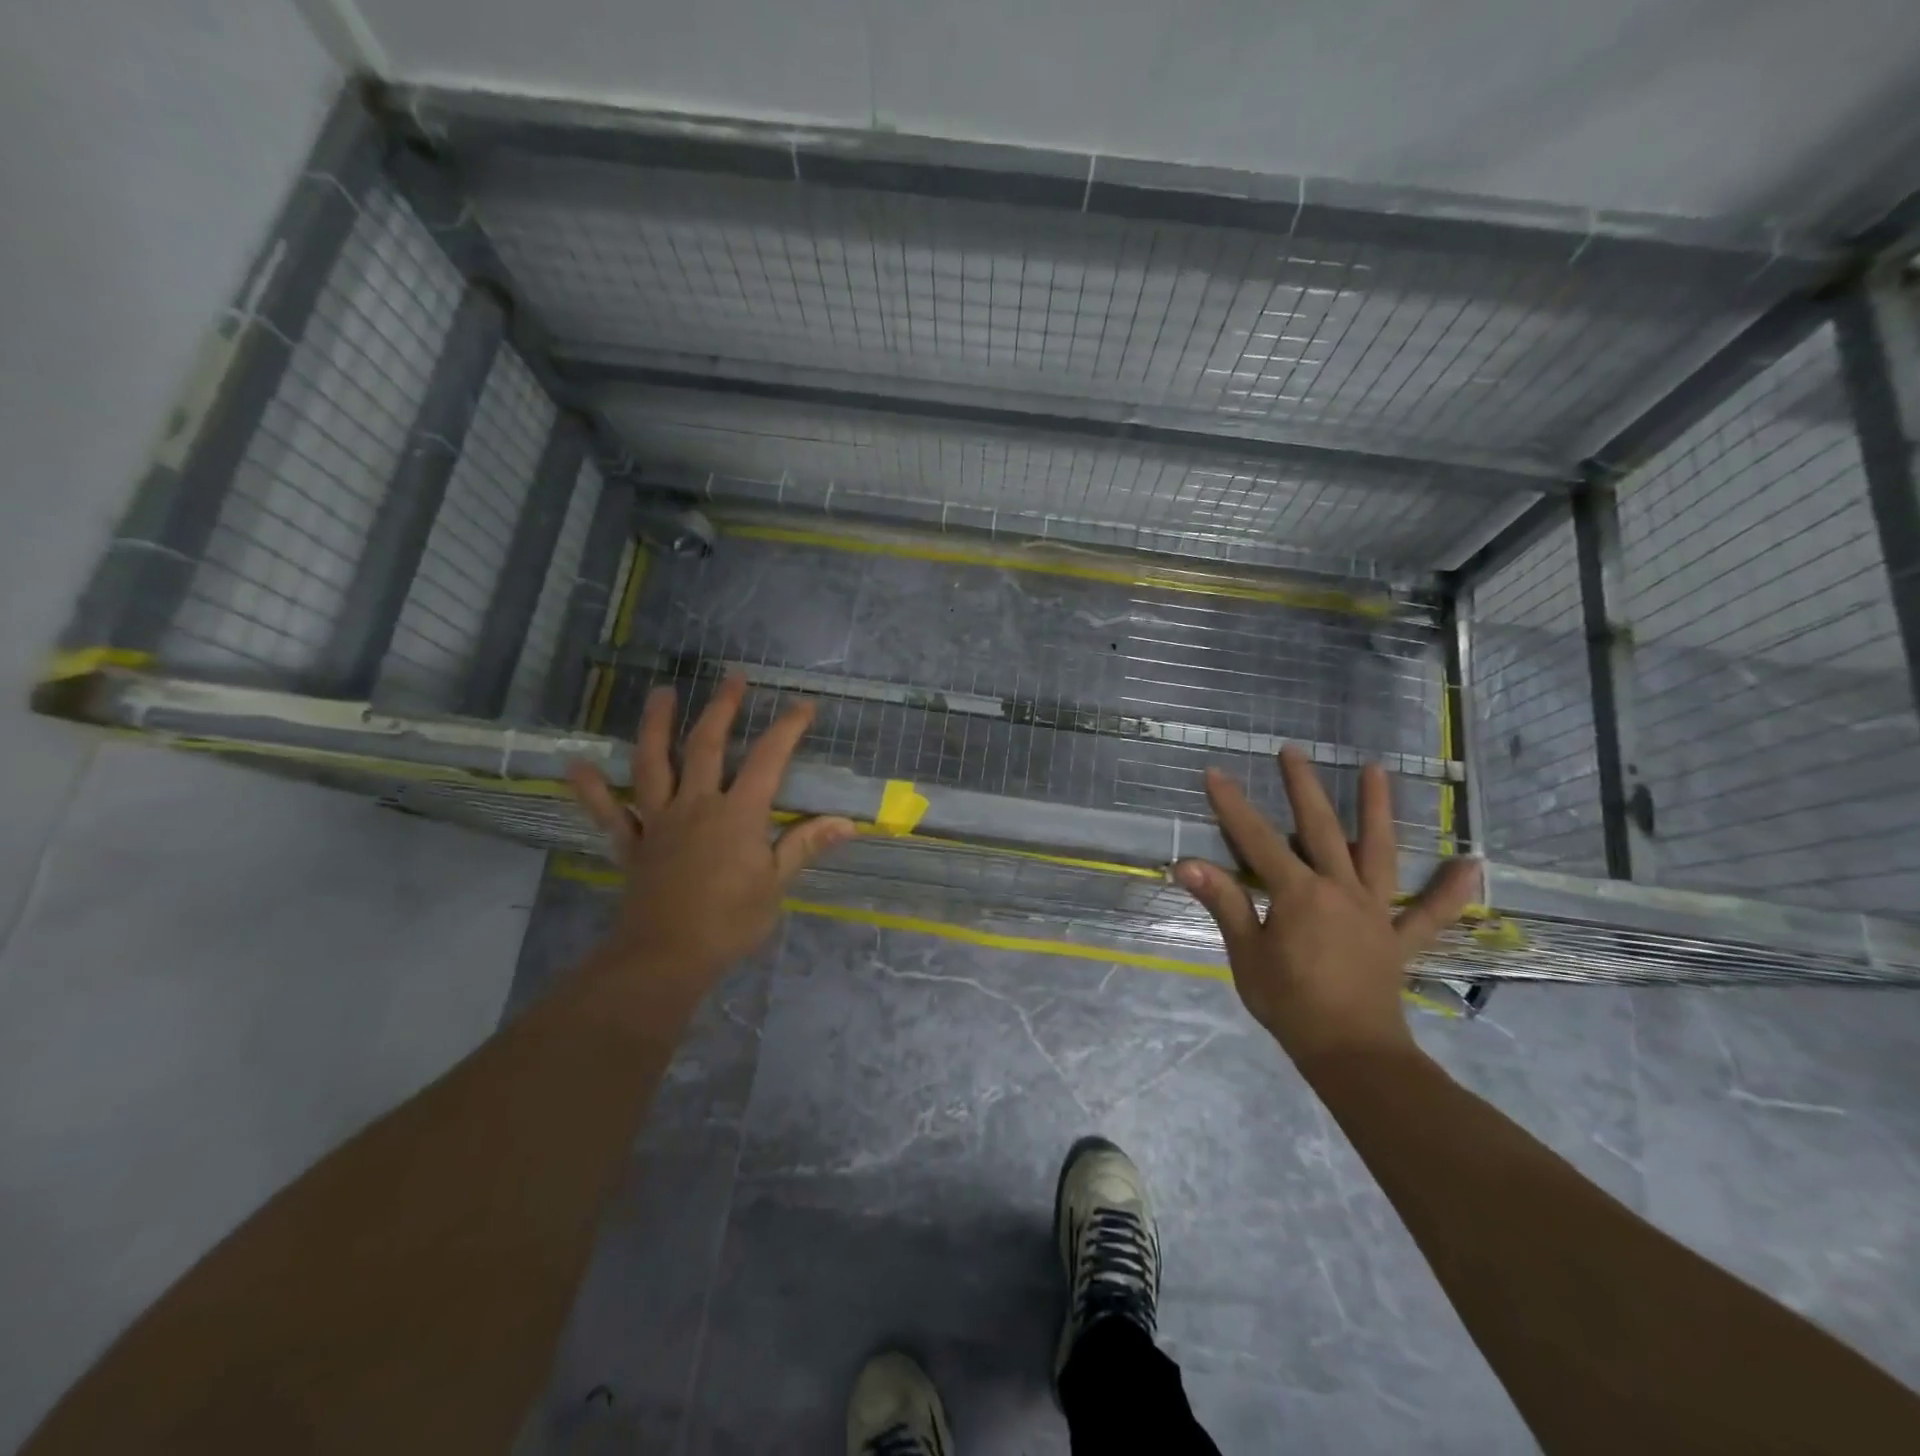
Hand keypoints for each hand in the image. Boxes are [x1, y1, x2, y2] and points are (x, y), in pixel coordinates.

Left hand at [566, 675, 855, 1014]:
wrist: (666, 957)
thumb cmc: (729, 922)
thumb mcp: (776, 885)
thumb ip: (804, 846)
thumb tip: (845, 823)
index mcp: (737, 814)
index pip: (767, 760)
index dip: (787, 729)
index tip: (803, 705)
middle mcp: (696, 805)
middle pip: (706, 746)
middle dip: (722, 708)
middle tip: (733, 678)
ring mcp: (659, 821)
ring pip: (653, 763)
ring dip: (656, 725)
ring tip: (661, 693)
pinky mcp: (632, 844)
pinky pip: (609, 813)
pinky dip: (592, 790)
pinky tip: (577, 765)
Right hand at [1173, 747, 1479, 1066]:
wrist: (1351, 1053)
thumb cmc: (1290, 1004)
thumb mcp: (1246, 953)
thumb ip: (1223, 903)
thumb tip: (1186, 863)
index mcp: (1299, 894)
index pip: (1256, 840)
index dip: (1233, 806)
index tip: (1215, 773)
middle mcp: (1340, 890)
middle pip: (1319, 828)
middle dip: (1302, 787)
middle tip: (1292, 751)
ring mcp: (1375, 910)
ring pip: (1377, 851)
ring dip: (1376, 809)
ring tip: (1377, 770)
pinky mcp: (1398, 936)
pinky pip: (1430, 912)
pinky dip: (1450, 890)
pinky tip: (1471, 865)